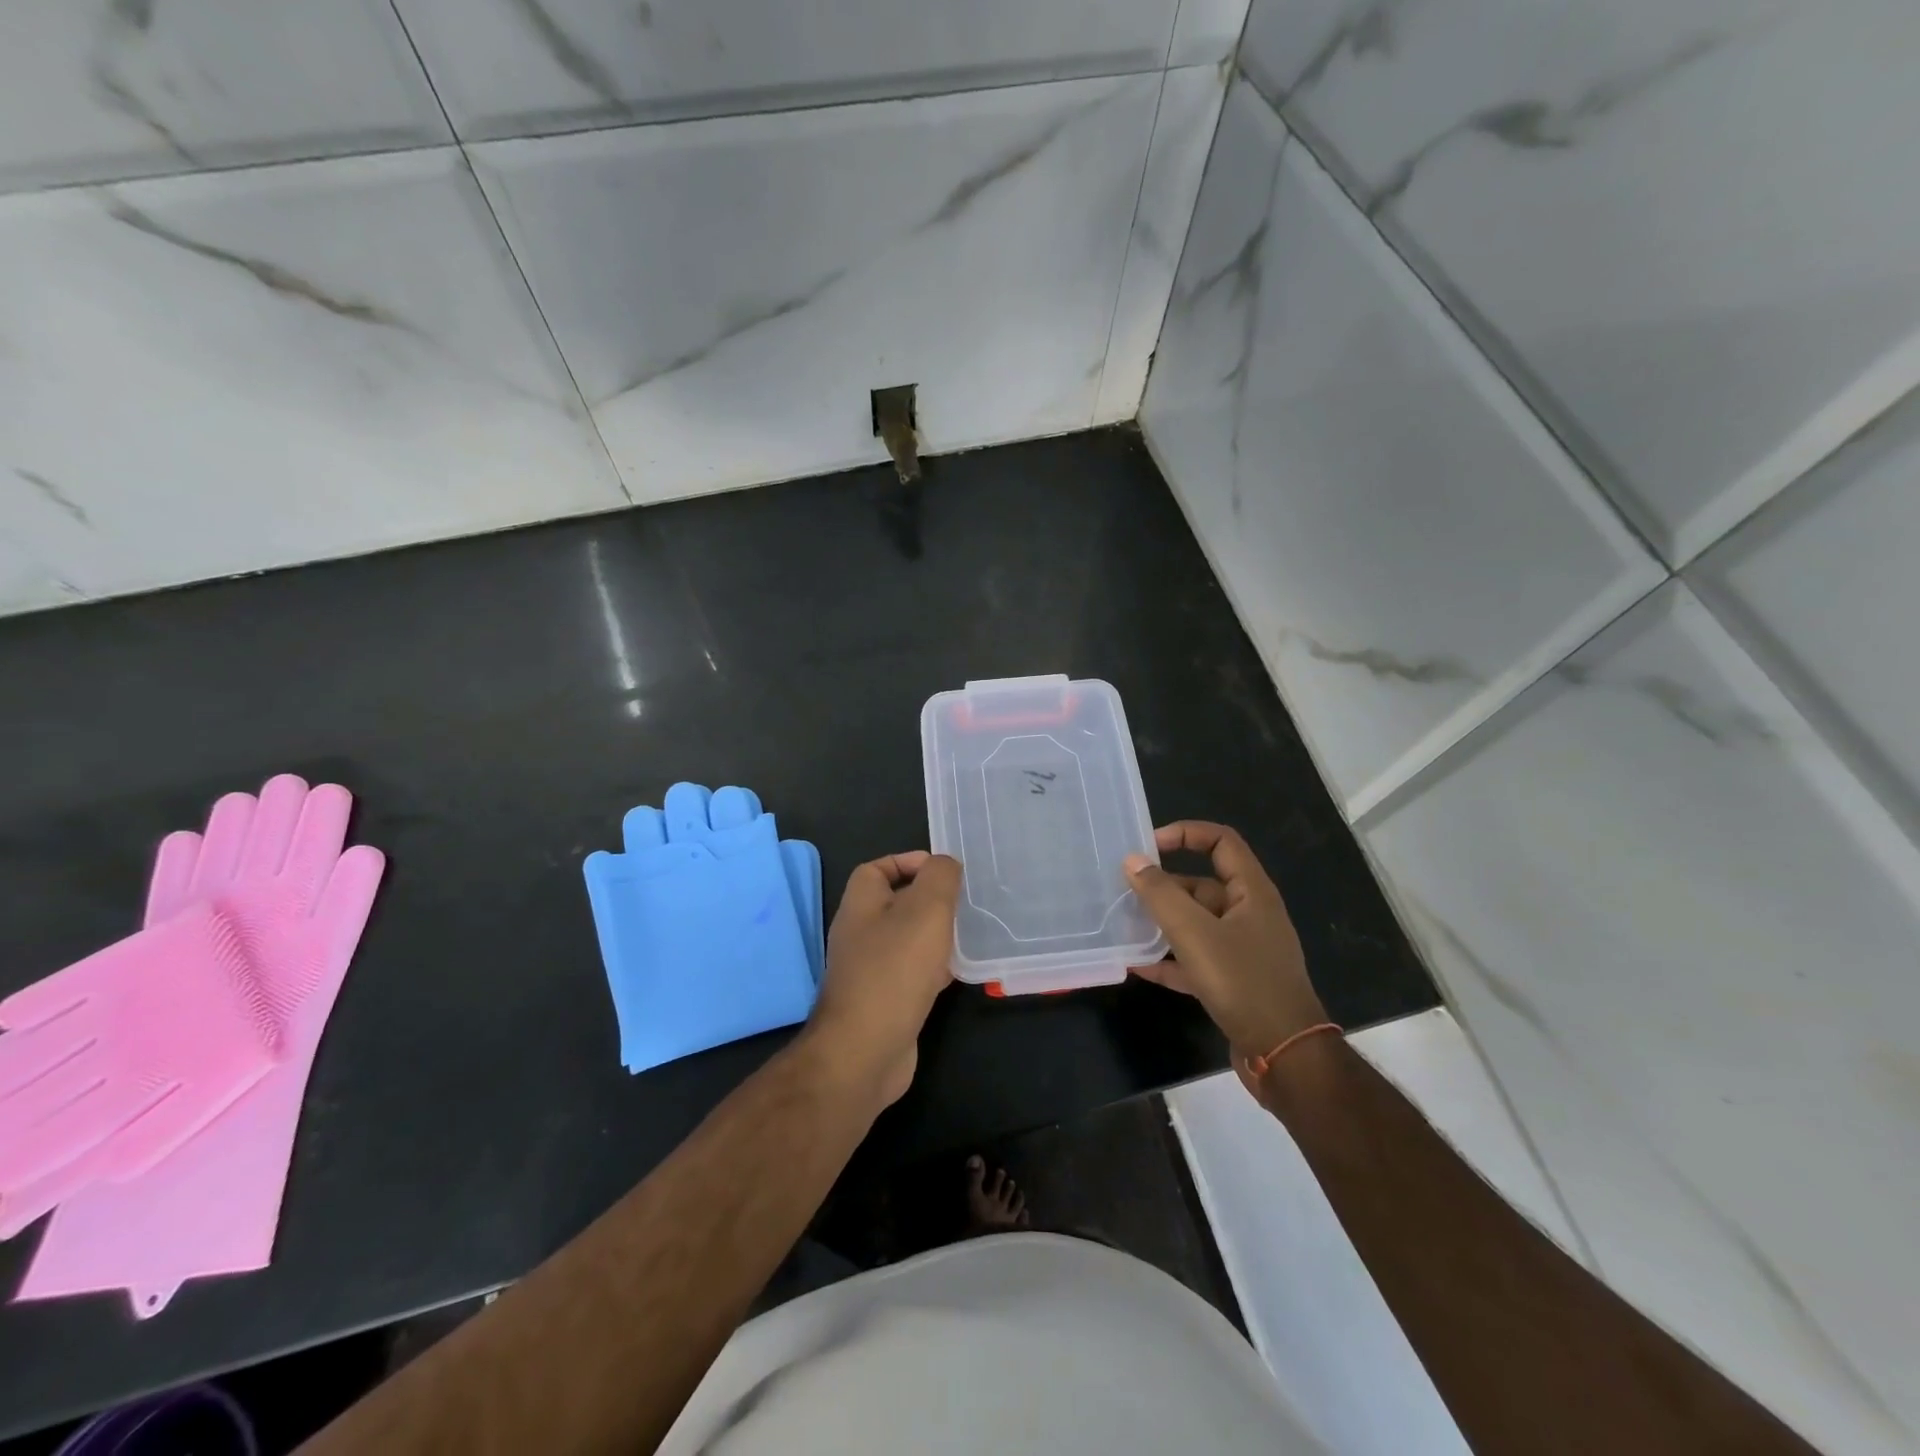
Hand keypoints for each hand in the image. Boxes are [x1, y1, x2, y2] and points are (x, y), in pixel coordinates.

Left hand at [802, 852, 959, 1109]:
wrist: (866, 1051)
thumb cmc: (895, 970)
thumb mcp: (926, 910)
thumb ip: (939, 878)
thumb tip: (944, 864)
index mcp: (861, 904)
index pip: (878, 868)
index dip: (908, 862)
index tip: (944, 870)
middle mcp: (860, 933)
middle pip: (896, 904)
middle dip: (930, 900)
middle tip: (965, 902)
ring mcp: (870, 969)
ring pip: (907, 939)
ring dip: (936, 935)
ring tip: (970, 933)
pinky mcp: (884, 1001)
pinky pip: (912, 973)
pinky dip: (935, 968)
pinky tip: (960, 973)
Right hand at [1125, 822, 1326, 1065]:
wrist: (1285, 1054)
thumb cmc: (1243, 982)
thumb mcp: (1195, 933)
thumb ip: (1161, 894)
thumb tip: (1133, 860)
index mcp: (1252, 892)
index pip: (1221, 842)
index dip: (1185, 834)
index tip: (1148, 847)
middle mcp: (1250, 914)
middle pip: (1202, 885)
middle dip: (1164, 887)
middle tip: (1125, 893)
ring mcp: (1244, 950)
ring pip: (1197, 924)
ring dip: (1163, 923)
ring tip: (1124, 926)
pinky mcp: (1235, 981)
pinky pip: (1196, 959)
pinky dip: (1170, 959)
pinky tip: (1138, 966)